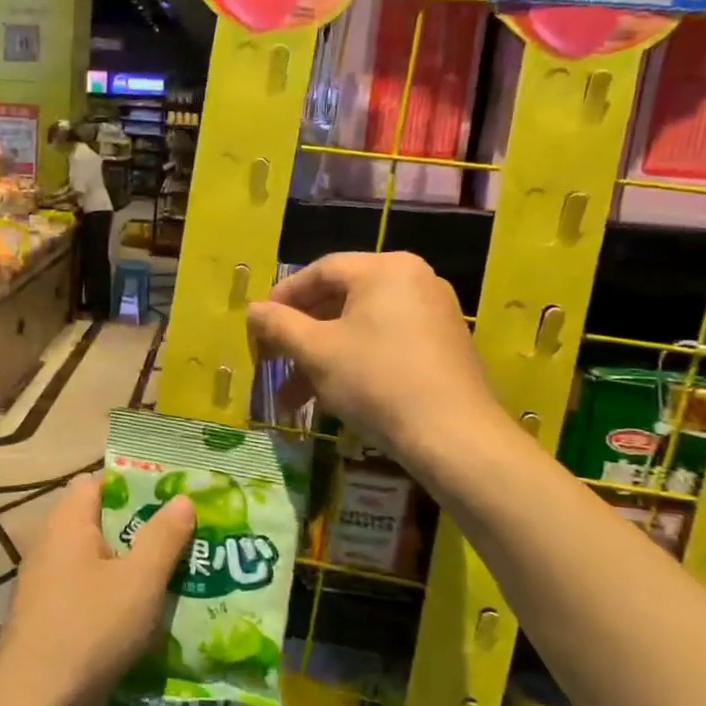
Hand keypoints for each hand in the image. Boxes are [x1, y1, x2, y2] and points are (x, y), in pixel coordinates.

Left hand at [0, 475, 193, 705]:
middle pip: (99, 521)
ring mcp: (43, 583)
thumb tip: (182, 498)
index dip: (134, 485)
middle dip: (140, 529)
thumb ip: (163, 536)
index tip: (172, 499)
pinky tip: (140, 617)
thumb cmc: (90, 629)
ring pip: (94, 560)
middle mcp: (50, 544)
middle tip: (183, 540)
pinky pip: (84, 591)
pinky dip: (111, 596)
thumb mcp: (140, 581)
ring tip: (172, 578)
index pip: (98, 481)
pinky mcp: (44, 617)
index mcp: (68, 522)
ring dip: (128, 566)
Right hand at [248, 252, 504, 461]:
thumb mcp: (316, 351)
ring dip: (322, 358)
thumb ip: (279, 325)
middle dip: (301, 336)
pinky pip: (386, 343)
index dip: (284, 297)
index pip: (321, 271)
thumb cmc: (376, 380)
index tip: (260, 325)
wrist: (453, 436)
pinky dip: (354, 362)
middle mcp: (415, 280)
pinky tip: (332, 397)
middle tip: (273, 361)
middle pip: (341, 300)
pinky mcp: (444, 347)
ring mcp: (434, 314)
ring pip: (361, 327)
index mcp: (385, 269)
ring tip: (293, 396)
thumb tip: (253, 311)